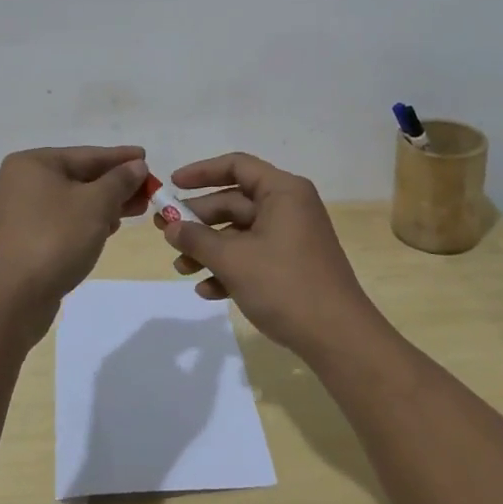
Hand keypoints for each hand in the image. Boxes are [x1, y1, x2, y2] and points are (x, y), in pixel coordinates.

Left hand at [0, 146, 150, 344]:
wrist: (12, 299)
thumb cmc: (55, 239)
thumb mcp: (96, 204)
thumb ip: (120, 181)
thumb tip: (137, 165)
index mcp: (34, 163)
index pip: (87, 154)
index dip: (121, 157)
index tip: (147, 157)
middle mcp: (24, 182)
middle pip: (81, 176)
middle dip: (117, 184)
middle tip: (149, 190)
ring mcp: (22, 212)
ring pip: (74, 200)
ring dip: (106, 204)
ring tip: (138, 210)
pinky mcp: (26, 239)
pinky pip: (65, 220)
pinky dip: (88, 221)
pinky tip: (110, 228)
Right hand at [153, 152, 383, 360]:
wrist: (338, 337)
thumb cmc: (285, 285)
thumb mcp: (234, 260)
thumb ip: (197, 239)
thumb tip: (170, 226)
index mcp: (282, 191)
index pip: (237, 166)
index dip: (201, 172)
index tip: (171, 185)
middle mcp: (289, 207)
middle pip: (234, 201)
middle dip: (198, 220)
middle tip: (164, 232)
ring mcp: (292, 237)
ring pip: (240, 233)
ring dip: (209, 249)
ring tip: (180, 269)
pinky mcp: (292, 265)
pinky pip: (253, 256)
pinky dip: (230, 269)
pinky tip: (207, 291)